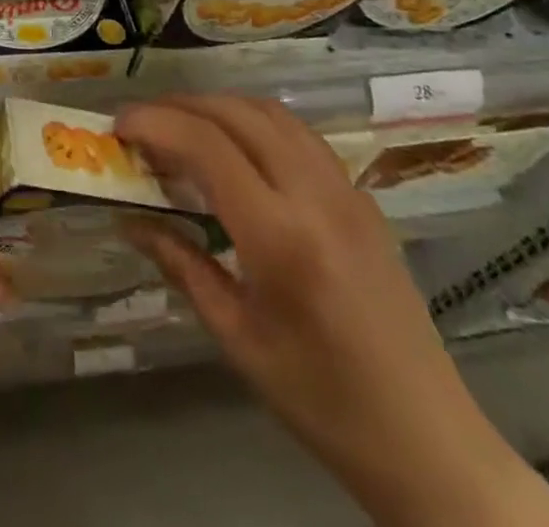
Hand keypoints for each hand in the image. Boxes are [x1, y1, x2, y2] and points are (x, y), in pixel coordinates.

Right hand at [116, 97, 548, 526]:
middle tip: (140, 125)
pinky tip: (234, 148)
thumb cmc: (323, 401)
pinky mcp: (362, 196)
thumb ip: (180, 264)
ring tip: (180, 128)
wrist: (430, 442)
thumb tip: (128, 218)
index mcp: (281, 237)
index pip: (206, 145)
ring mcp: (346, 191)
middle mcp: (316, 196)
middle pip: (236, 113)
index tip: (117, 127)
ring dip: (217, 106)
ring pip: (270, 112)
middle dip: (179, 107)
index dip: (154, 123)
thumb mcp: (237, 338)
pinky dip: (254, 121)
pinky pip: (298, 133)